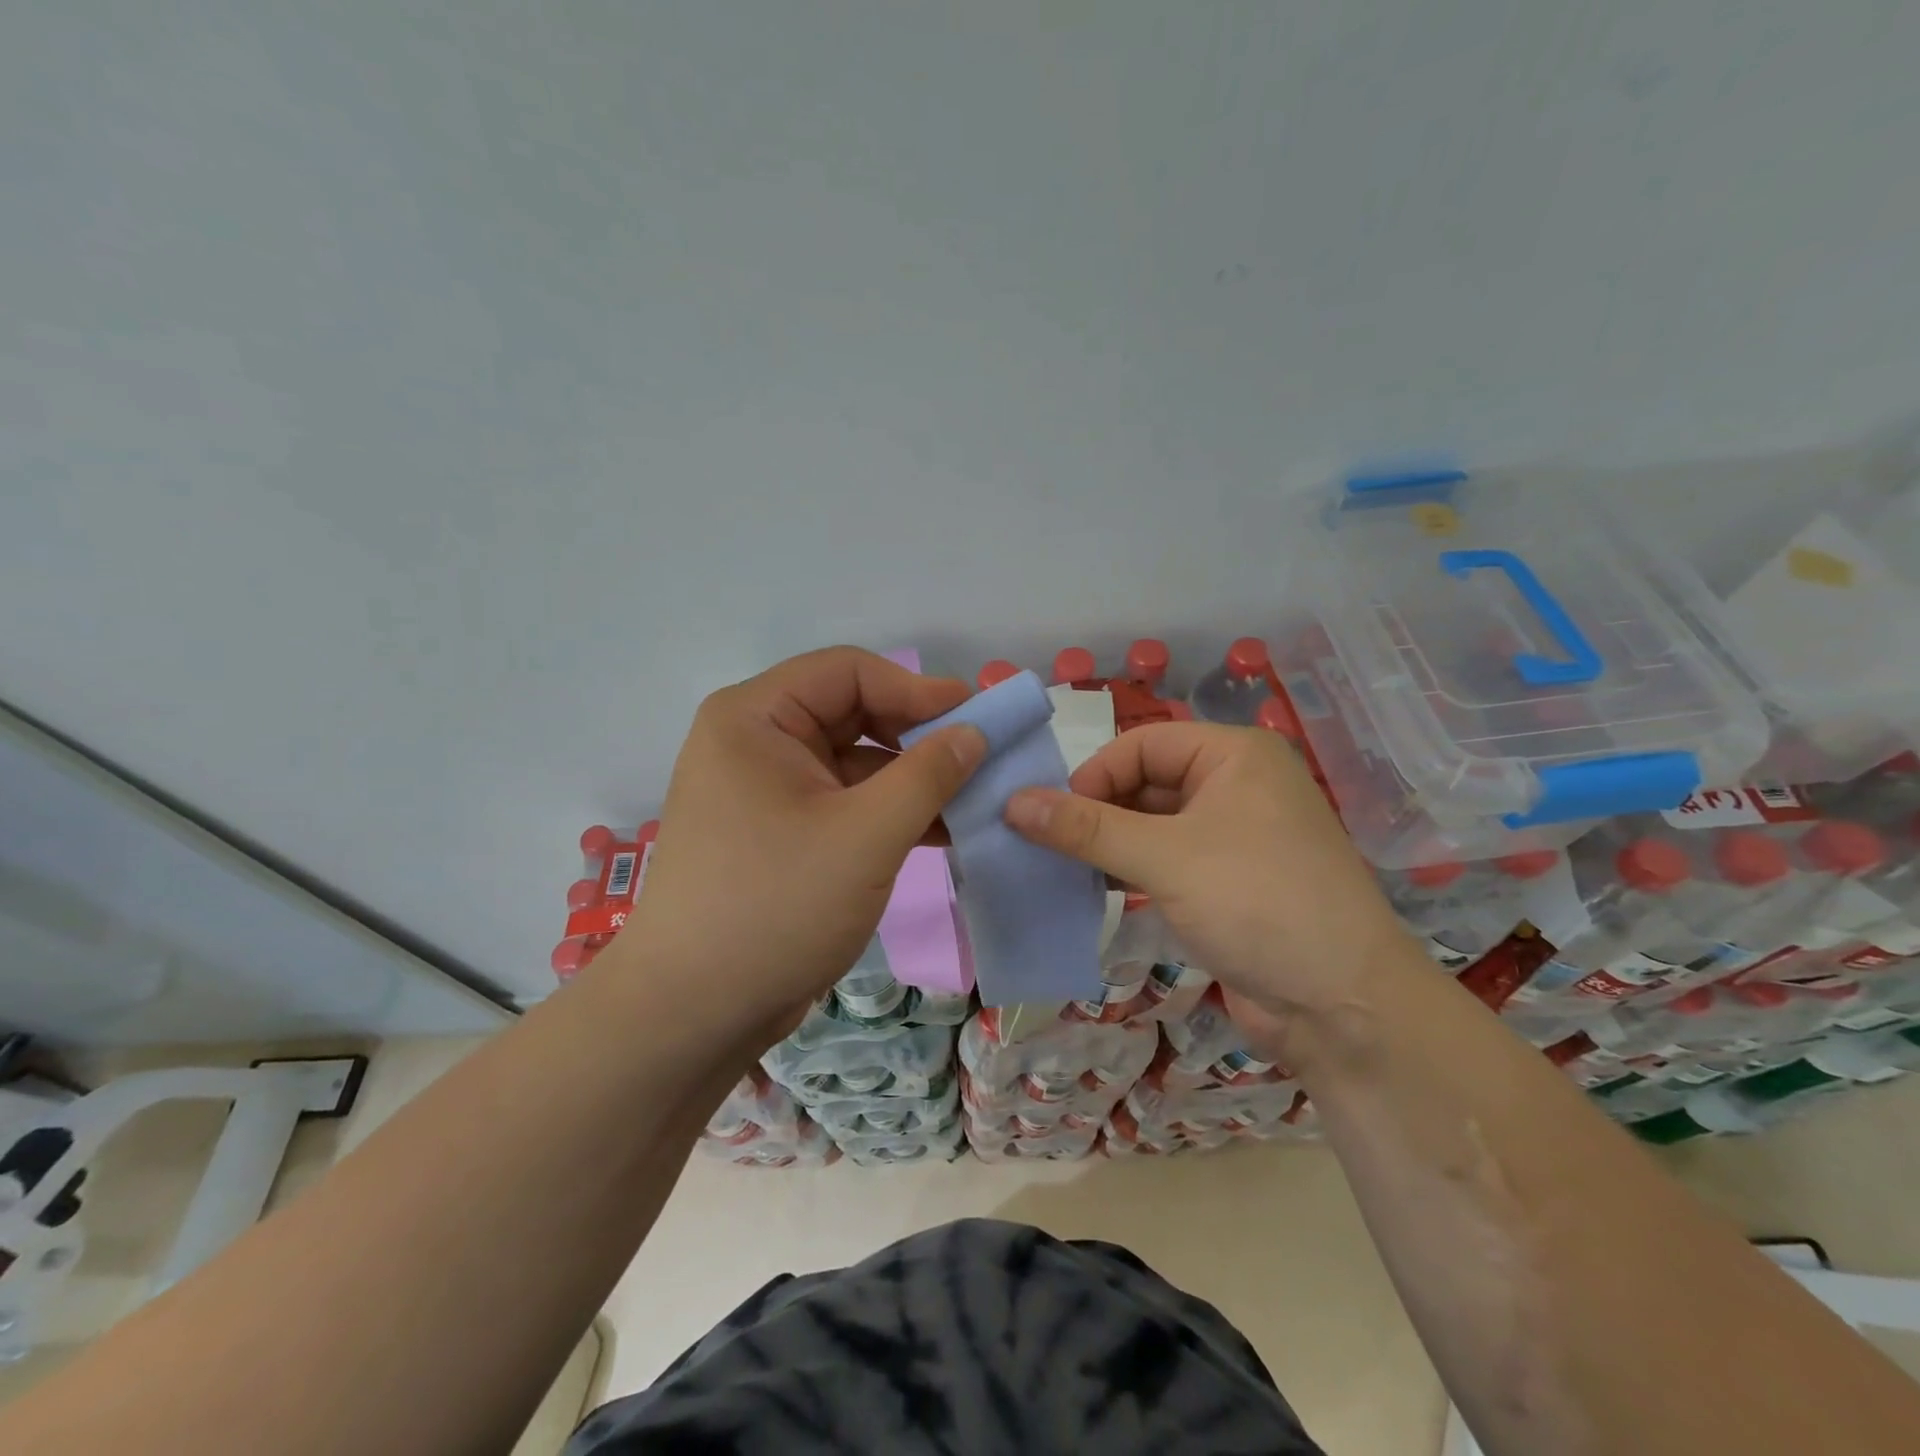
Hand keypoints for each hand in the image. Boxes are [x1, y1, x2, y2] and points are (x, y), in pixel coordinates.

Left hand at [605, 648, 984, 1040]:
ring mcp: (765, 790)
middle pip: (851, 713)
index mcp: (755, 718)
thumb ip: (928, 775)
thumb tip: (974, 731)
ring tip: (971, 800)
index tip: (976, 717)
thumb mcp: (865, 835)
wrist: (694, 1013)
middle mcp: (754, 742)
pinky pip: (843, 802)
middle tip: (978, 758)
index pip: (847, 672)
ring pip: (852, 762)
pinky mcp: (779, 832)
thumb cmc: (776, 906)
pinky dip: (888, 812)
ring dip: (910, 779)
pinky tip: (939, 832)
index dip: (916, 688)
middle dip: (916, 736)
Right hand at [1004, 722, 1408, 1058]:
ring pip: (1153, 825)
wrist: (1344, 1007)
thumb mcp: (1165, 858)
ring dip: (1109, 845)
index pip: (1141, 744)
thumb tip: (1012, 802)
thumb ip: (1086, 829)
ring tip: (1061, 869)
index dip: (1093, 775)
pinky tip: (1096, 890)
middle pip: (1146, 782)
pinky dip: (1131, 871)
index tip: (1051, 817)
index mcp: (1233, 756)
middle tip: (1047, 845)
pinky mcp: (1229, 883)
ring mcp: (1235, 837)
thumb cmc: (1257, 904)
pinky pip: (1167, 861)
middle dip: (1097, 812)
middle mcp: (1237, 785)